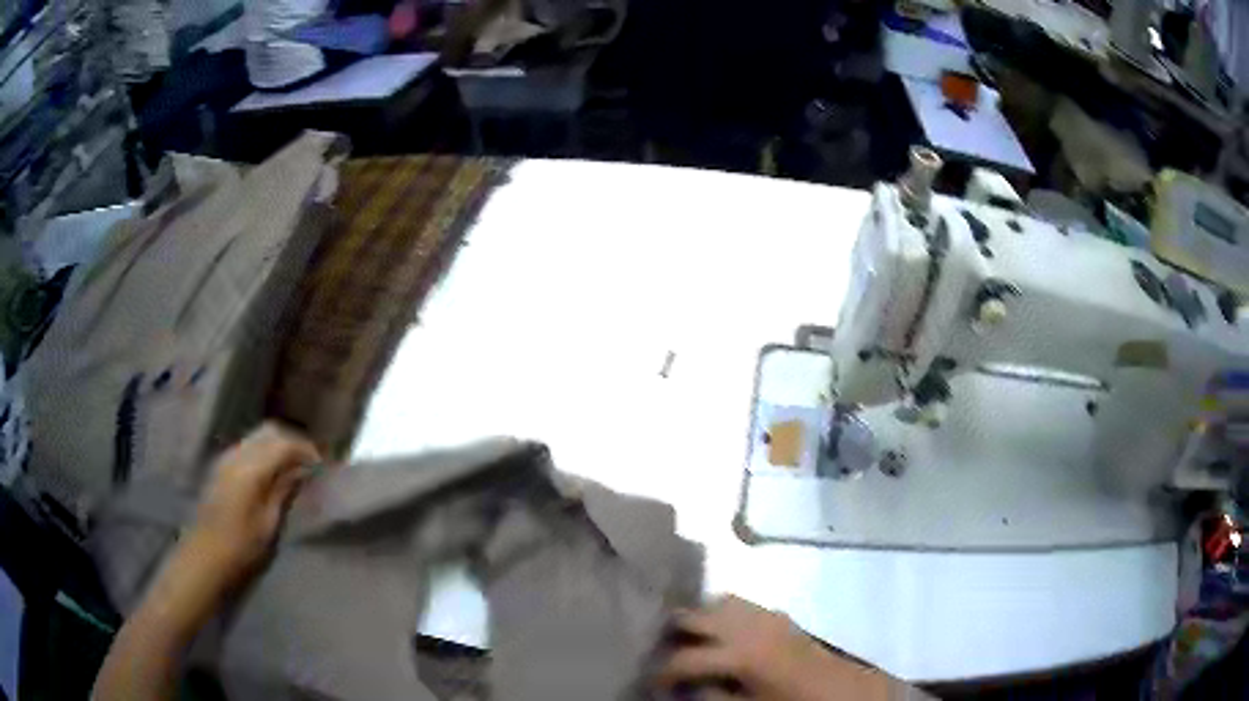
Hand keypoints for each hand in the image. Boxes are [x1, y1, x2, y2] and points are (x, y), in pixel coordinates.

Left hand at [178, 423, 320, 596]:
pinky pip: (246, 448)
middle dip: (292, 443)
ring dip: (277, 446)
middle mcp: (237, 455)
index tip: (322, 467)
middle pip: (269, 432)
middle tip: (309, 464)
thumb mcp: (270, 524)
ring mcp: (226, 460)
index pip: (284, 444)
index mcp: (252, 469)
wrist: (206, 558)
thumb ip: (285, 492)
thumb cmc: (242, 548)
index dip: (306, 451)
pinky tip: (271, 475)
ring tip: (293, 469)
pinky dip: (263, 453)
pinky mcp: (220, 468)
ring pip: (257, 438)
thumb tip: (303, 472)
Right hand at [656, 596, 895, 700]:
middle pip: (692, 616)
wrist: (841, 690)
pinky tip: (720, 633)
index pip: (683, 658)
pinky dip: (721, 613)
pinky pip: (739, 603)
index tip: (651, 683)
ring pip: (714, 602)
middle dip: (670, 634)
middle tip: (659, 653)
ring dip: (697, 620)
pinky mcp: (777, 613)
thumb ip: (711, 696)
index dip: (661, 672)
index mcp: (739, 654)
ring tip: (687, 641)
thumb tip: (684, 686)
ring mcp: (764, 614)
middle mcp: (747, 625)